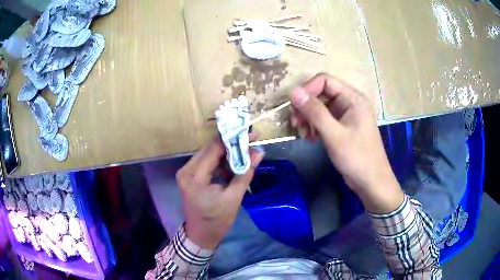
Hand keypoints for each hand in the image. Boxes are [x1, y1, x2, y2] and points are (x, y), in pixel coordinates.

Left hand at [176, 136, 264, 248]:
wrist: (201, 235)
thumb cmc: (217, 221)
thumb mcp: (234, 198)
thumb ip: (245, 173)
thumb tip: (259, 153)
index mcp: (194, 177)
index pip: (213, 149)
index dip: (232, 139)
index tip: (249, 133)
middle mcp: (186, 170)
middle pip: (209, 149)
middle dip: (231, 144)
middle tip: (250, 141)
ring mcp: (186, 173)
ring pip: (208, 154)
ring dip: (226, 152)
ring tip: (245, 151)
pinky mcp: (189, 176)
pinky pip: (206, 162)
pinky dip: (220, 161)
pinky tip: (233, 163)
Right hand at [289, 73, 402, 212]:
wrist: (371, 182)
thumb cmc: (357, 157)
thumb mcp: (334, 134)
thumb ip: (314, 112)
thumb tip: (293, 91)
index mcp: (353, 98)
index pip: (325, 81)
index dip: (307, 89)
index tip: (295, 107)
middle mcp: (349, 102)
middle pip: (321, 94)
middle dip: (306, 107)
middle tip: (296, 124)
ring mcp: (346, 115)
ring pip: (320, 107)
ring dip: (308, 118)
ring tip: (303, 134)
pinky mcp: (342, 127)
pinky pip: (324, 119)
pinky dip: (314, 126)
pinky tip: (310, 138)